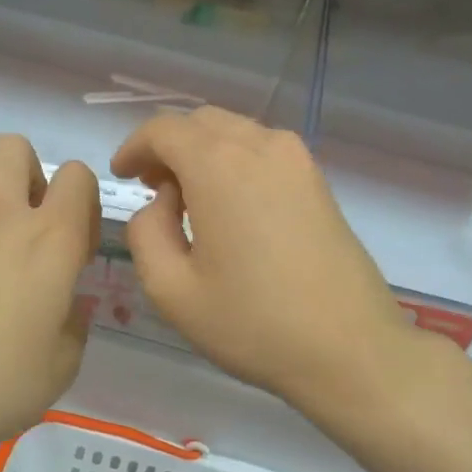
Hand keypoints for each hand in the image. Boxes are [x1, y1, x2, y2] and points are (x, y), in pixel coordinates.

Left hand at [0, 135, 99, 466]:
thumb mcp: (63, 364)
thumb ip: (74, 320)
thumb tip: (66, 302)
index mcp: (51, 239)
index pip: (77, 175)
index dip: (83, 201)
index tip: (75, 244)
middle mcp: (0, 215)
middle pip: (14, 146)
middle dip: (28, 172)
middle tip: (27, 220)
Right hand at [112, 108, 442, 424]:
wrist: (350, 349)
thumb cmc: (253, 323)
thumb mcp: (172, 290)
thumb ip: (146, 233)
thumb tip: (160, 204)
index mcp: (220, 165)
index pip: (164, 129)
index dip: (134, 147)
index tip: (121, 177)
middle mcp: (261, 146)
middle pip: (201, 123)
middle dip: (168, 147)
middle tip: (152, 190)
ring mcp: (298, 161)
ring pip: (235, 132)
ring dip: (203, 153)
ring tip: (190, 201)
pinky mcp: (319, 181)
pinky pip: (264, 151)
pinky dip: (235, 163)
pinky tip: (231, 208)